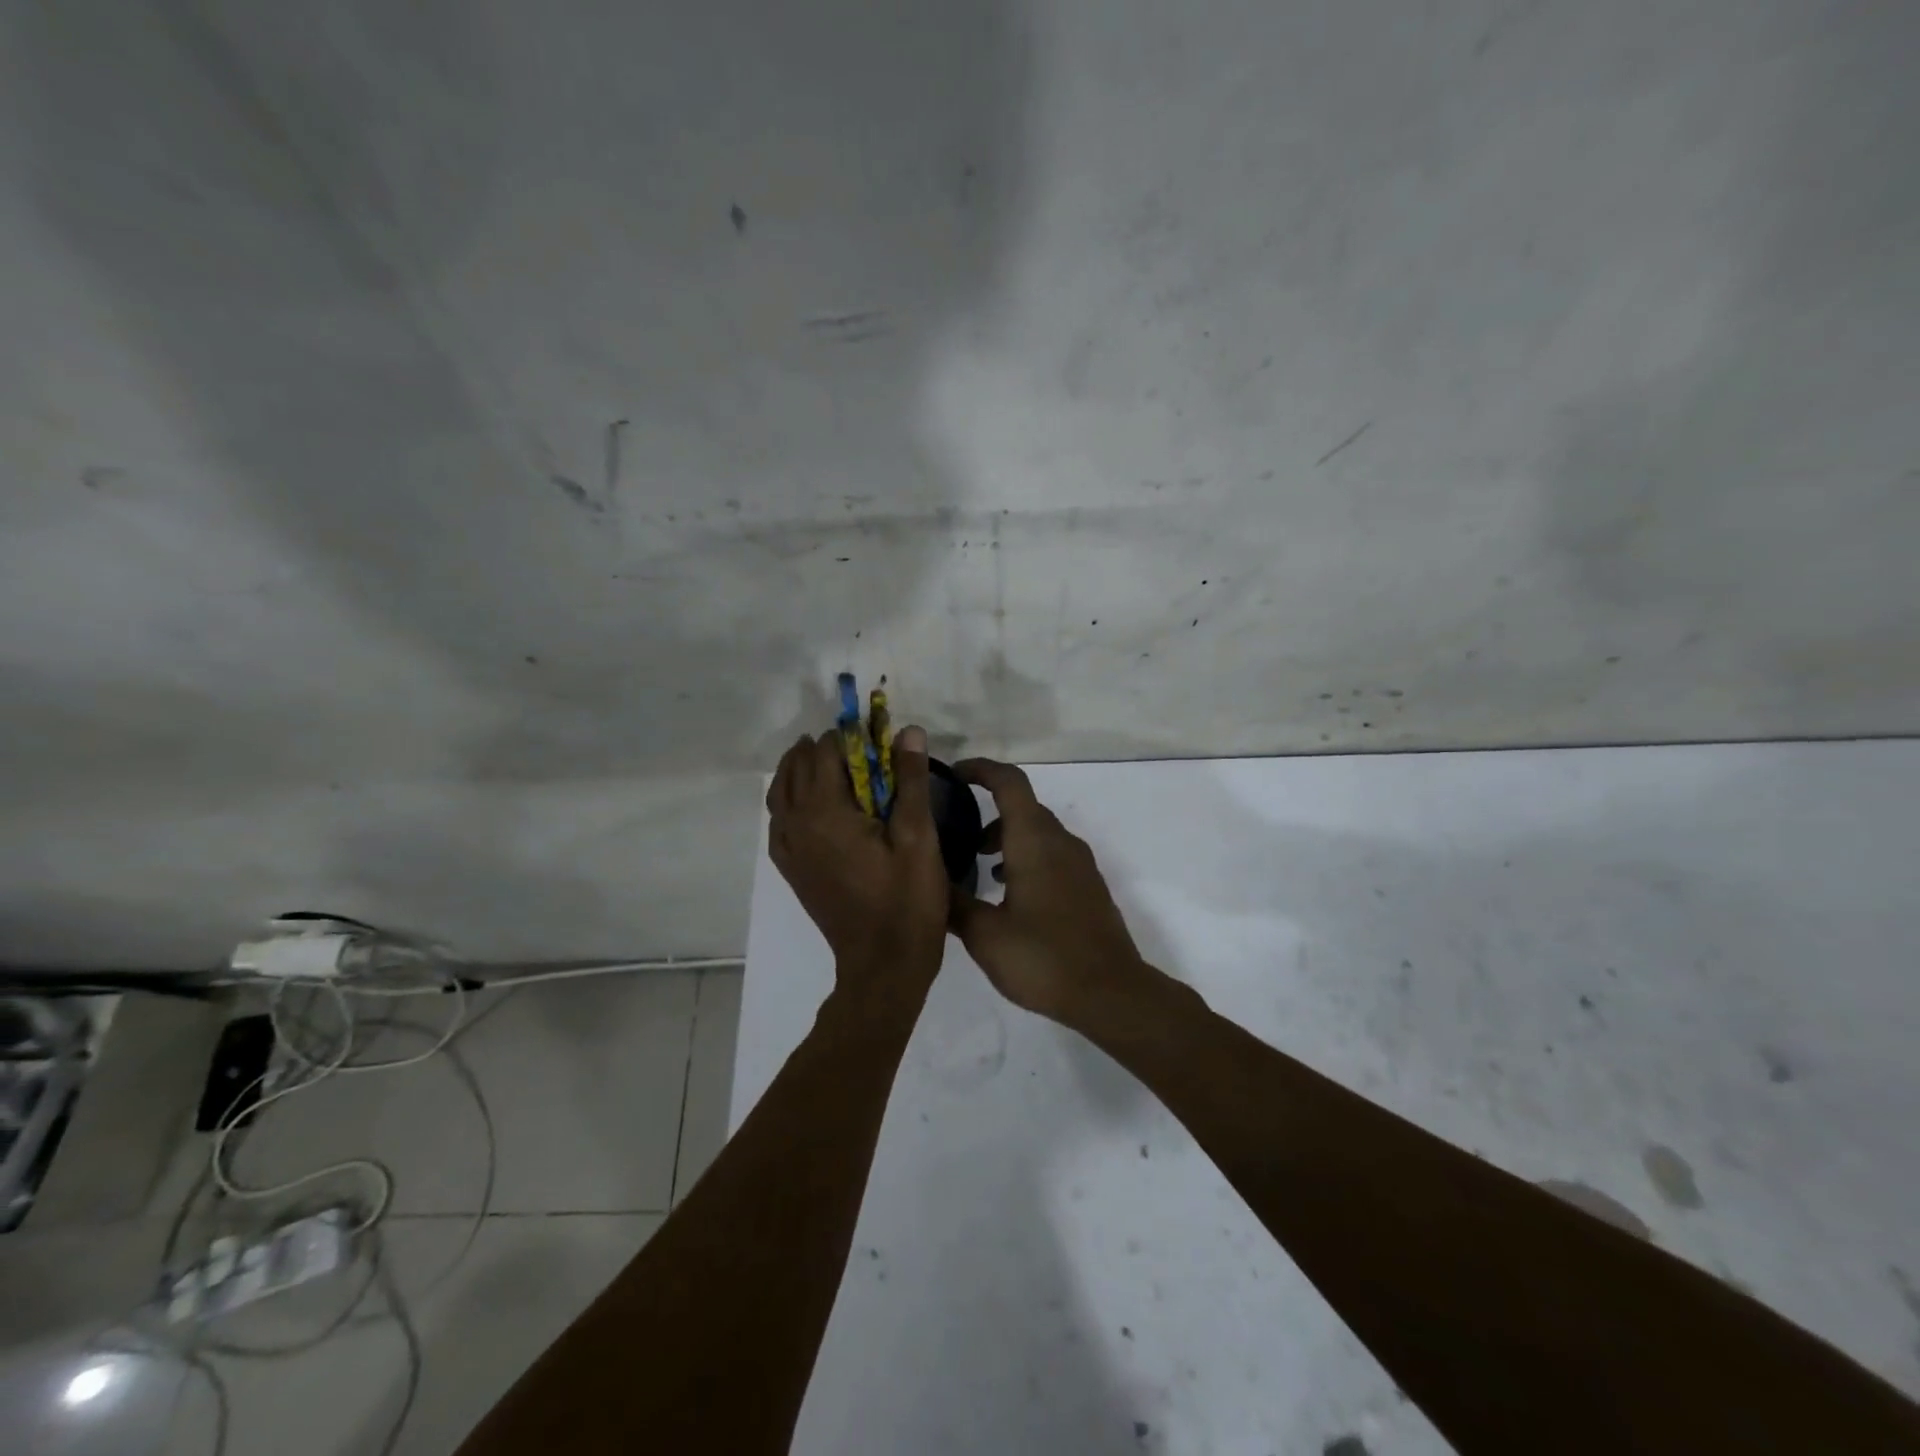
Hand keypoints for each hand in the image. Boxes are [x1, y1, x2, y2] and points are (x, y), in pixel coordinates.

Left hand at [767, 725, 949, 1002]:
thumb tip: (908, 731)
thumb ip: (911, 781)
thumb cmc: (907, 902)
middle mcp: (797, 825)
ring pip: (781, 793)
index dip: (849, 737)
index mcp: (825, 812)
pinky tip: (811, 805)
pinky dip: (790, 801)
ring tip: (828, 762)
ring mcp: (789, 850)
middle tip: (857, 746)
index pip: (826, 753)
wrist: (882, 967)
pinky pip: (779, 822)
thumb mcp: (918, 838)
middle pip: (796, 768)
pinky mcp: (792, 870)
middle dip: (822, 749)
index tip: (876, 735)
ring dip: (800, 770)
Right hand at [948, 759, 1152, 1024]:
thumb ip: (954, 903)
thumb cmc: (1043, 957)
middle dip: (988, 809)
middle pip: (1023, 806)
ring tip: (979, 865)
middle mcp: (1060, 842)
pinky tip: (1010, 894)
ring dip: (1008, 837)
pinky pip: (1052, 854)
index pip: (1009, 782)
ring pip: (1038, 832)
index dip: (980, 769)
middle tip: (956, 831)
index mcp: (1034, 840)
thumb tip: (928, 882)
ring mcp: (1080, 864)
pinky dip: (1027, 857)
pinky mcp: (1089, 886)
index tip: (953, 774)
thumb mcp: (984, 935)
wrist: (1110, 993)